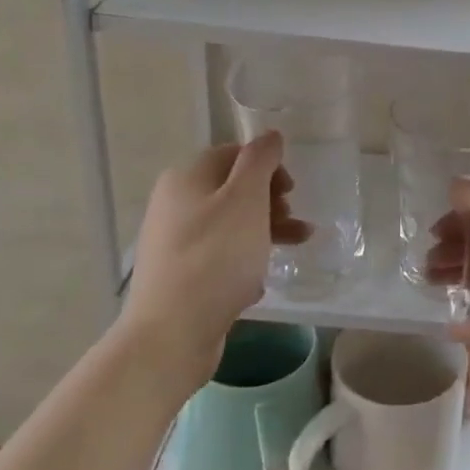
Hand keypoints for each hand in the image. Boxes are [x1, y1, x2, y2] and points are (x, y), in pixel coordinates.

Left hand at [121, 133, 309, 386]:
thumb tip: (269, 135)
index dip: (267, 166)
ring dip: (266, 229)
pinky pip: (220, 255)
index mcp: (186, 178)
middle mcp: (174, 203)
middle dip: (270, 200)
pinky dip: (245, 259)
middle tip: (292, 219)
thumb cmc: (215, 258)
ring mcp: (174, 241)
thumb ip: (260, 162)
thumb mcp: (245, 199)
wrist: (171, 334)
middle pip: (233, 189)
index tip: (292, 189)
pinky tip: (261, 279)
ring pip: (230, 223)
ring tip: (298, 245)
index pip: (234, 154)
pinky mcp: (180, 275)